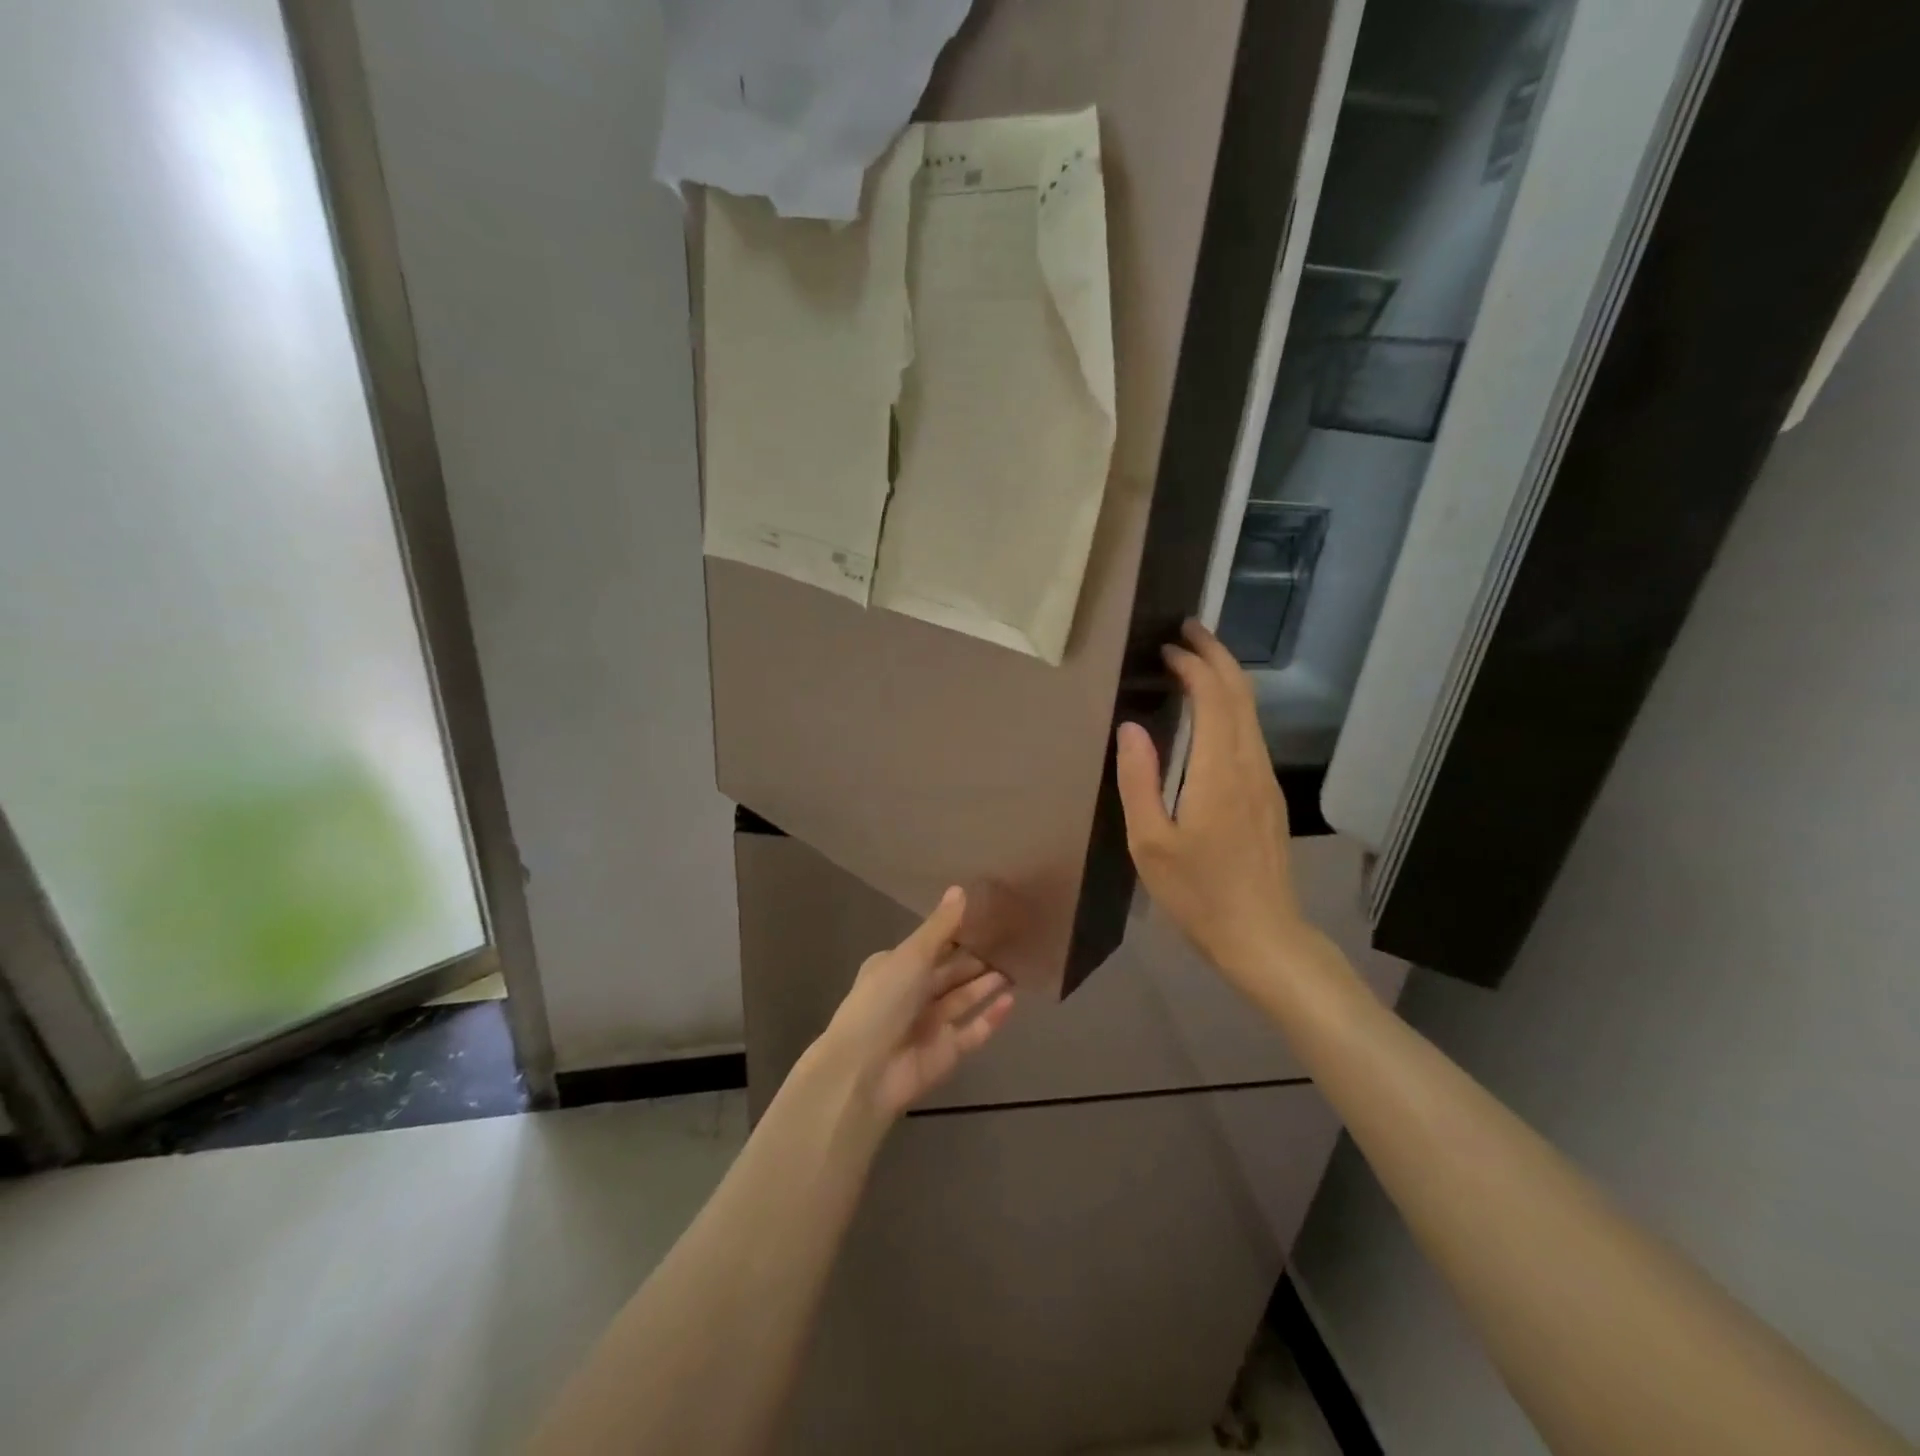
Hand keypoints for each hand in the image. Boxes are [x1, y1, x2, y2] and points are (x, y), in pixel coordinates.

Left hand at [817, 887, 1014, 1119]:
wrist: (865, 1072)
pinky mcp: (946, 1052)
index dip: (959, 931)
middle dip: (978, 957)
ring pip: (965, 998)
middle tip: (1014, 938)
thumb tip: (960, 889)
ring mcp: (930, 1024)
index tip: (990, 915)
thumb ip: (940, 926)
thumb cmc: (883, 1002)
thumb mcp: (911, 956)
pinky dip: (991, 1016)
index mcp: (896, 966)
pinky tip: (1012, 1000)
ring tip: (1019, 964)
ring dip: (988, 983)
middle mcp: (912, 993)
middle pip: (951, 971)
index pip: (933, 944)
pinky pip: (973, 1030)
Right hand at [1115, 620, 1318, 989]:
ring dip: (1226, 679)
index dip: (1193, 665)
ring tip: (1195, 661)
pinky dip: (1231, 706)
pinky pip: (1251, 734)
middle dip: (1217, 655)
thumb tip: (1130, 727)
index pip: (1214, 697)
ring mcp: (1265, 780)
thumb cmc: (1199, 894)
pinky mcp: (1268, 796)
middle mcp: (1250, 765)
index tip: (1167, 647)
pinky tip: (1212, 712)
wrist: (1263, 937)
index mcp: (1220, 771)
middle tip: (1188, 630)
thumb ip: (1138, 780)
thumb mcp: (1151, 842)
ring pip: (1251, 712)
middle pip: (1242, 693)